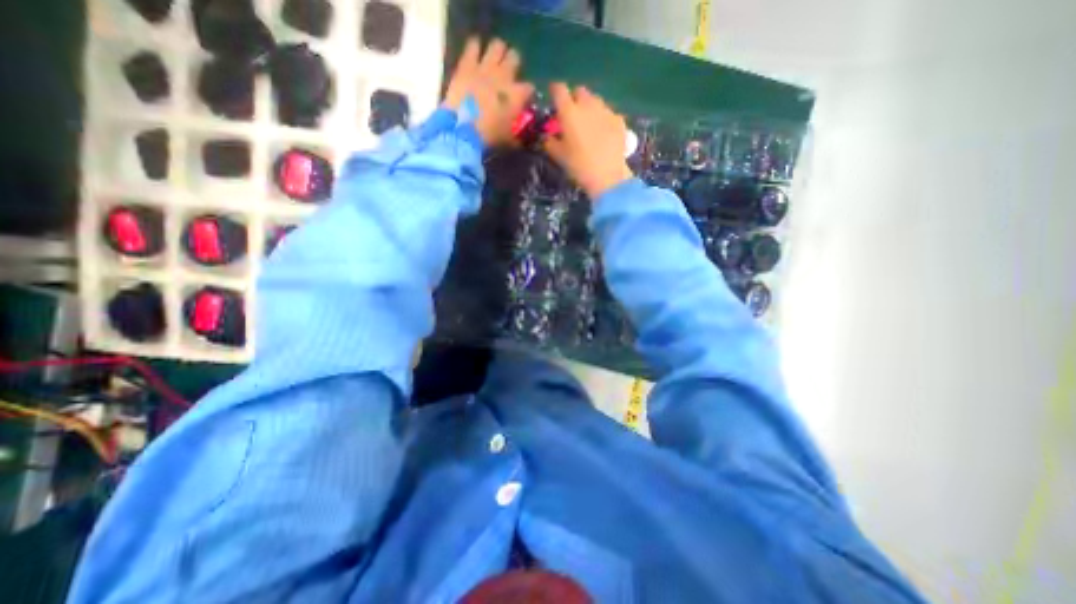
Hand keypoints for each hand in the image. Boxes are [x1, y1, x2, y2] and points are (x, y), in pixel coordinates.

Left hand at [441, 35, 533, 145]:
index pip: (530, 87)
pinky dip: (475, 47)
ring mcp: (485, 67)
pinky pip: (473, 45)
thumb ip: (517, 136)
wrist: (463, 129)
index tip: (524, 98)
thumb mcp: (508, 140)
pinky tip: (474, 52)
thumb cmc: (490, 137)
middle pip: (515, 57)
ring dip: (497, 51)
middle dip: (513, 63)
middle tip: (508, 72)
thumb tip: (520, 140)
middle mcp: (505, 76)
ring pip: (497, 46)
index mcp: (517, 95)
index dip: (528, 92)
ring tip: (493, 60)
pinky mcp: (467, 64)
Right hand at [542, 82, 632, 197]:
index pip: (559, 89)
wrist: (607, 176)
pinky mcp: (619, 120)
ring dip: (590, 108)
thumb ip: (550, 142)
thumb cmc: (578, 166)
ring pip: (595, 100)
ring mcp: (606, 110)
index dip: (555, 91)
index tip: (553, 98)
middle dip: (574, 99)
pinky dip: (603, 119)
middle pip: (580, 91)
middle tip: (572, 115)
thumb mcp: (558, 156)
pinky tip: (604, 134)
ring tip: (589, 125)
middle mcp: (588, 105)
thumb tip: (547, 136)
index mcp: (569, 111)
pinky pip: (608, 113)